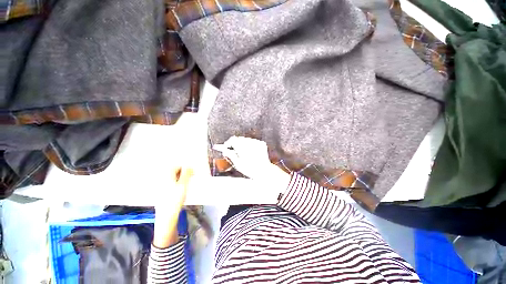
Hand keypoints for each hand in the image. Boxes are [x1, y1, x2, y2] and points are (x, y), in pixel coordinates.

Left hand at [153, 166, 192, 247]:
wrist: (167, 217)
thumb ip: (186, 173)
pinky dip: (178, 184)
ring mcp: (161, 187)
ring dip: (181, 179)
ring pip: (173, 178)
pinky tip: (182, 190)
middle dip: (183, 173)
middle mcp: (162, 180)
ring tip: (187, 184)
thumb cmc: (175, 199)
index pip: (176, 166)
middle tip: (191, 178)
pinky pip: (171, 184)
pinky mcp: (162, 193)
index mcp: (166, 176)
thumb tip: (189, 166)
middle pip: (173, 172)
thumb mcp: (183, 184)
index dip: (185, 168)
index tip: (192, 173)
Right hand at [213, 136, 290, 194]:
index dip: (228, 143)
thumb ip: (230, 155)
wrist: (265, 171)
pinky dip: (250, 145)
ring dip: (242, 144)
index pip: (233, 139)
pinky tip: (251, 152)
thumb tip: (224, 150)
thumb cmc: (250, 170)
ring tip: (243, 153)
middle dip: (235, 143)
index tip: (226, 147)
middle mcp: (250, 143)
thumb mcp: (237, 164)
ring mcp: (257, 142)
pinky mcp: (261, 143)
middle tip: (233, 150)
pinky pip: (252, 141)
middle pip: (239, 138)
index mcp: (243, 148)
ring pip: (246, 139)